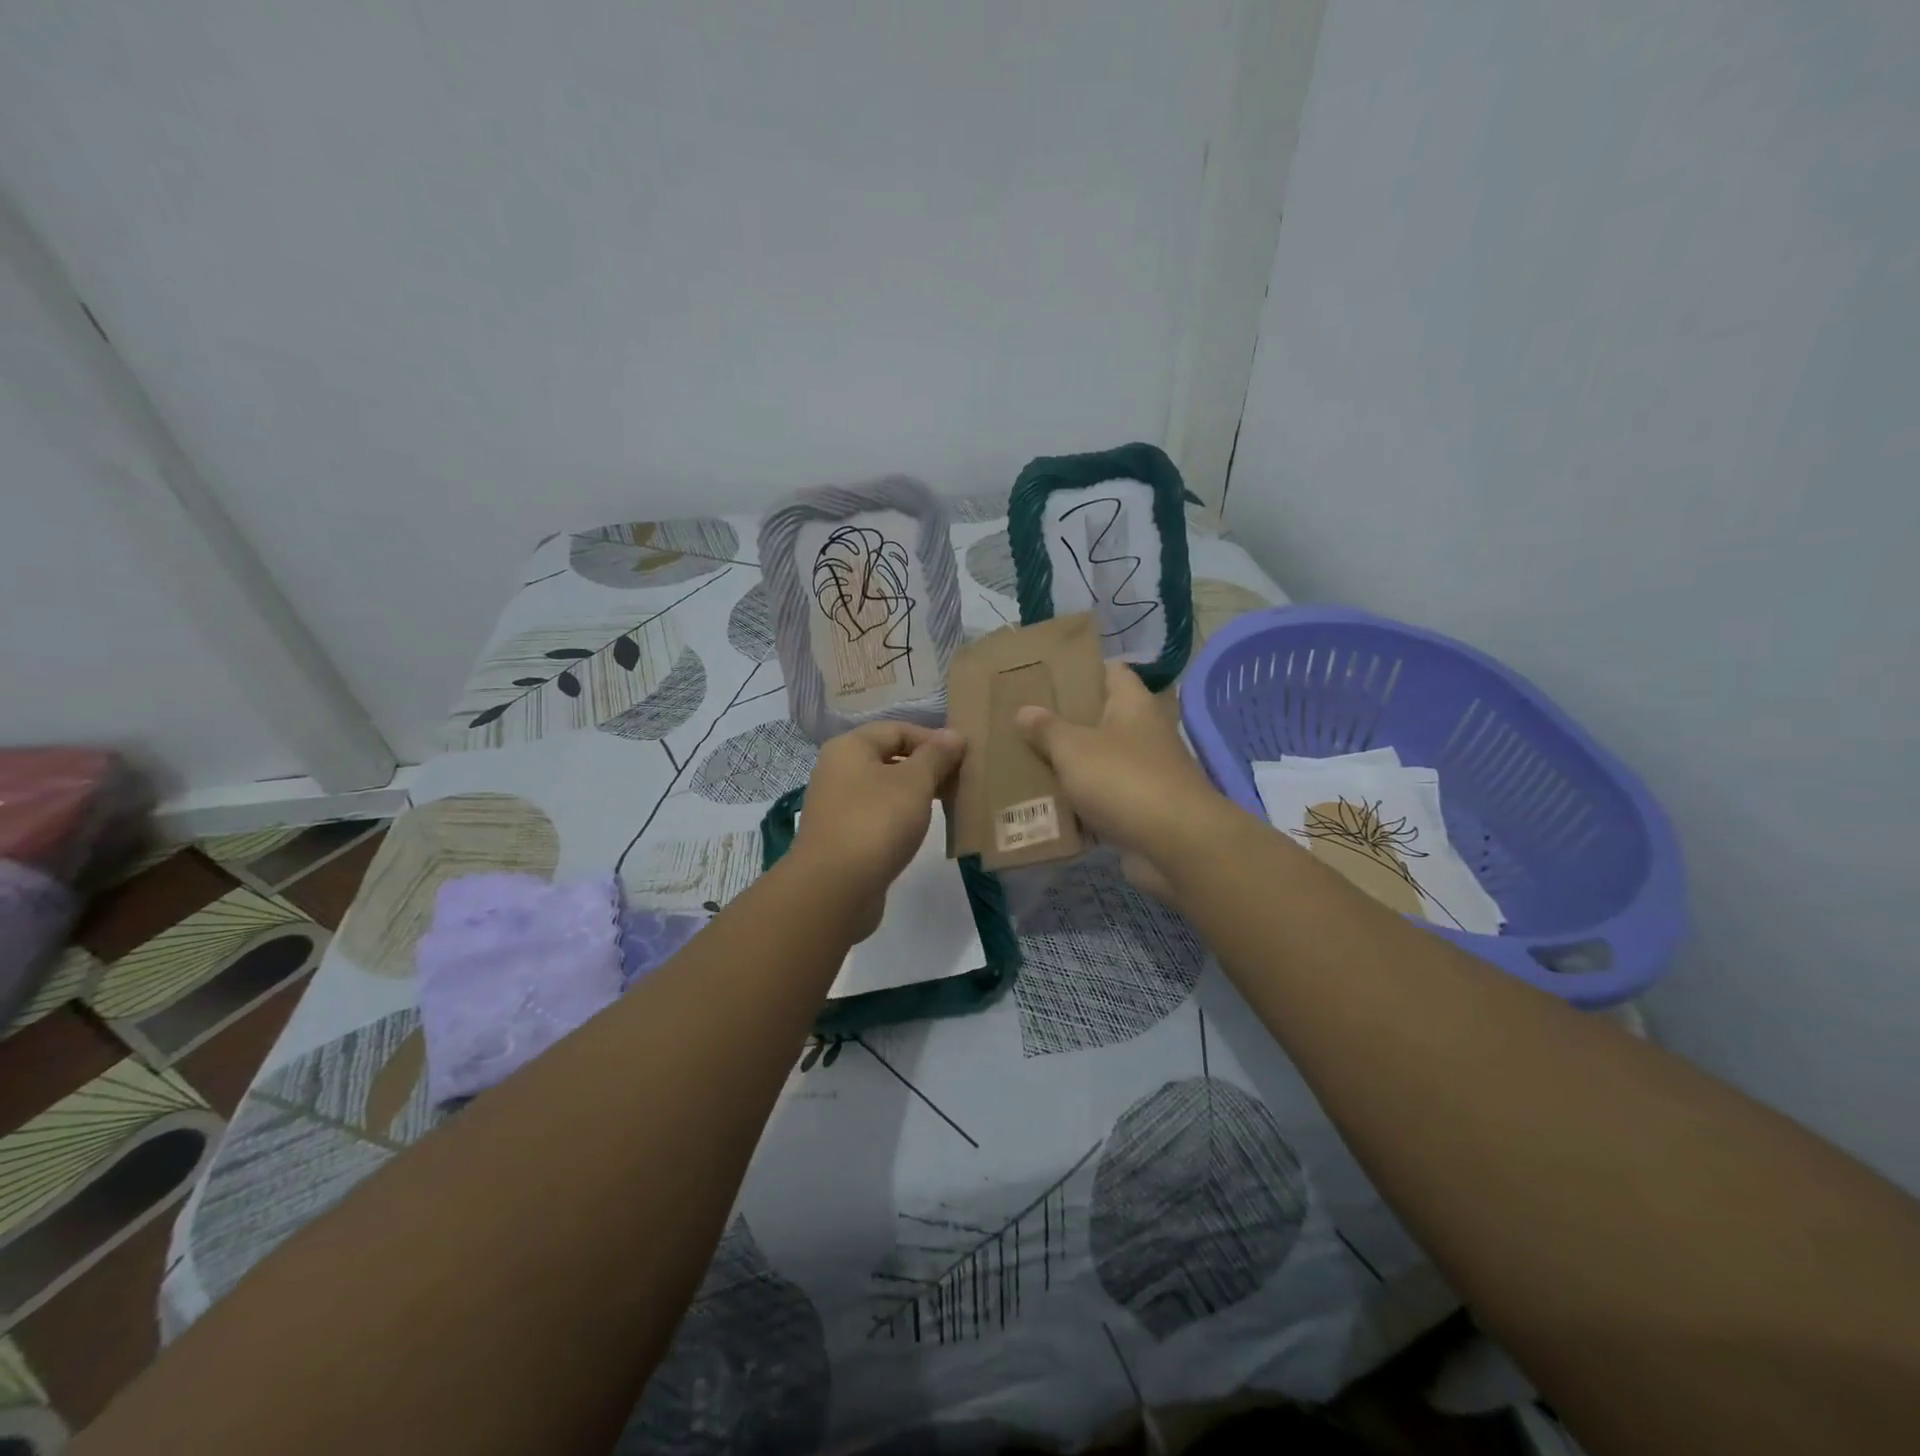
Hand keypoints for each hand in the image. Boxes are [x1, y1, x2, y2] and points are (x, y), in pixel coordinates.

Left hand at [791, 721, 965, 931]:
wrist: (834, 888)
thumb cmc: (876, 822)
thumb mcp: (915, 783)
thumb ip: (936, 755)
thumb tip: (953, 734)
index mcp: (850, 747)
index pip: (898, 729)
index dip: (933, 739)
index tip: (963, 758)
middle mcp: (837, 770)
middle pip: (889, 757)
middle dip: (926, 767)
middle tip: (959, 783)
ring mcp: (836, 805)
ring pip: (884, 789)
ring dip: (915, 794)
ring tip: (946, 806)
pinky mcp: (841, 837)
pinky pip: (877, 816)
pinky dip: (900, 818)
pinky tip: (919, 831)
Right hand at [1015, 661, 1227, 902]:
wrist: (1176, 844)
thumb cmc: (1124, 780)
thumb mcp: (1074, 749)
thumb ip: (1047, 729)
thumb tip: (1025, 710)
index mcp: (1133, 705)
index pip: (1110, 672)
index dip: (1080, 670)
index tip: (1045, 676)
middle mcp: (1143, 733)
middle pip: (1101, 719)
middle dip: (1064, 722)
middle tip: (1023, 722)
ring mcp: (1145, 773)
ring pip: (1099, 761)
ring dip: (1069, 766)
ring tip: (1025, 762)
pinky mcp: (1141, 810)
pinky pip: (1102, 799)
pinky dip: (1079, 803)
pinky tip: (1046, 805)